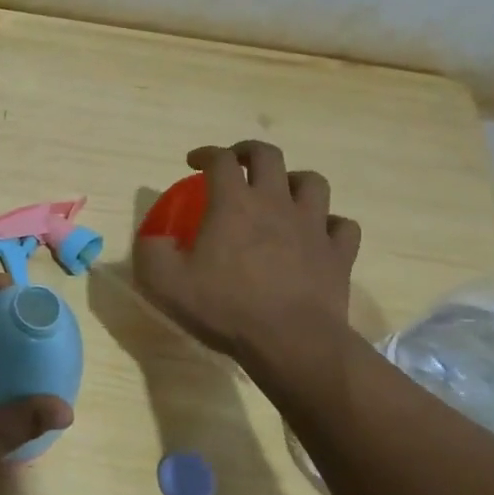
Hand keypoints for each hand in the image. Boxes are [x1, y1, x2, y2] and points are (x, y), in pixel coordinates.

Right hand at [133, 141, 361, 375]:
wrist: (291, 342)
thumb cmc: (225, 307)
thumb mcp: (164, 282)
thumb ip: (150, 252)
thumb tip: (153, 239)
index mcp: (233, 204)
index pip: (220, 160)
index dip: (205, 154)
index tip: (193, 162)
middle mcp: (275, 203)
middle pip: (268, 156)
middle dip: (249, 152)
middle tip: (236, 164)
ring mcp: (313, 226)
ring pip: (312, 183)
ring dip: (293, 181)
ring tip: (281, 194)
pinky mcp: (338, 254)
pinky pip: (343, 226)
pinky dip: (330, 224)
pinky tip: (317, 234)